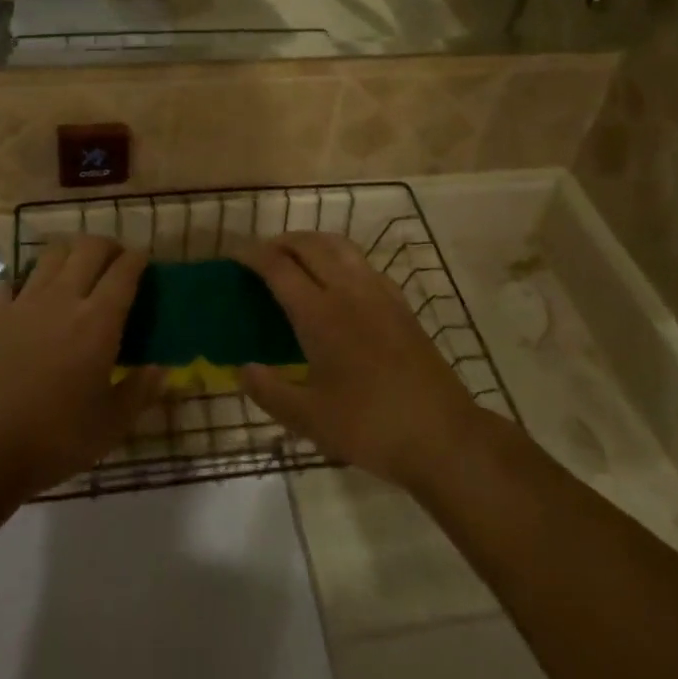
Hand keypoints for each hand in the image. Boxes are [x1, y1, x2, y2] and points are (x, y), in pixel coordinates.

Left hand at [0, 237, 163, 498]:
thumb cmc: (55, 438)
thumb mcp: (110, 425)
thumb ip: (140, 391)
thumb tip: (162, 369)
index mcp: (98, 320)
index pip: (124, 271)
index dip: (138, 258)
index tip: (145, 259)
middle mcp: (63, 298)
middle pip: (89, 248)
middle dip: (108, 246)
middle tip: (115, 260)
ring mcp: (24, 302)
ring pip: (51, 254)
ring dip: (70, 253)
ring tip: (77, 269)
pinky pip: (11, 281)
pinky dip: (24, 282)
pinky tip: (29, 297)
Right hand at [234, 233, 482, 489]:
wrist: (443, 436)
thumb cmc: (370, 428)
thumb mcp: (309, 420)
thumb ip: (270, 392)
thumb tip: (242, 368)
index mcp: (320, 314)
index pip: (278, 267)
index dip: (252, 255)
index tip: (234, 256)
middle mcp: (348, 291)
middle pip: (309, 245)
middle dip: (280, 242)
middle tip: (260, 256)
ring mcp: (379, 293)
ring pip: (339, 246)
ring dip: (311, 242)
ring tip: (295, 257)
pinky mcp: (400, 303)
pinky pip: (362, 262)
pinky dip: (339, 256)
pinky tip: (338, 280)